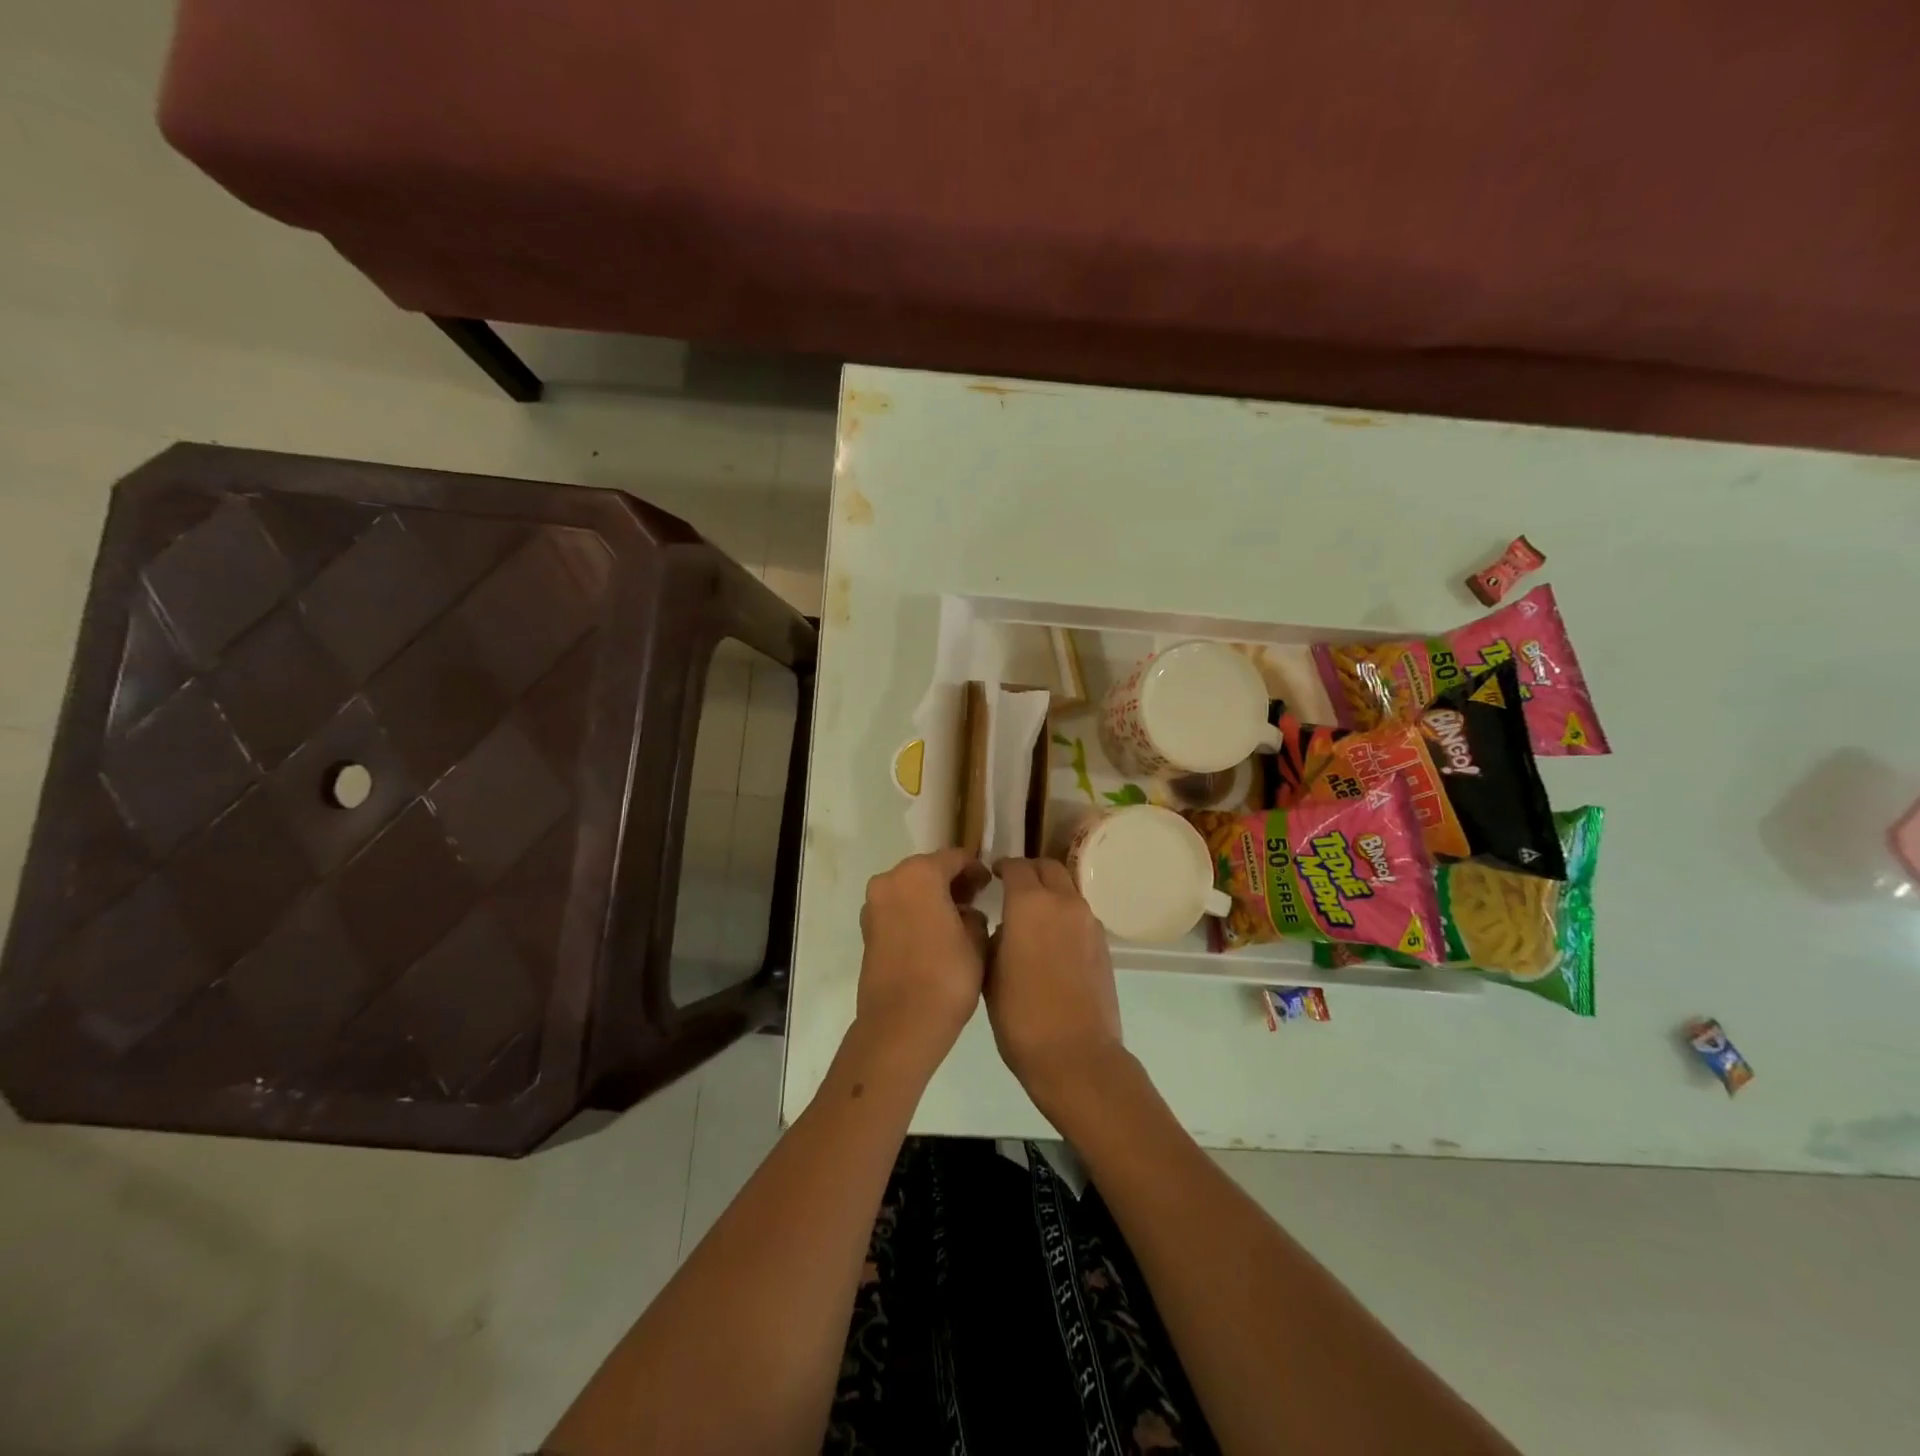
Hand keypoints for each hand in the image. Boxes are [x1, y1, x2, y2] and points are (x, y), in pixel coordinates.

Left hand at [856, 848, 990, 1078]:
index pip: (955, 858)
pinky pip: (897, 909)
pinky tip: (935, 934)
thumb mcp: (976, 941)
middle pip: (928, 869)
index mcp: (919, 874)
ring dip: (932, 897)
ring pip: (910, 889)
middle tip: (976, 900)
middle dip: (952, 881)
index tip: (991, 885)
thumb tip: (966, 912)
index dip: (976, 869)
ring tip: (957, 920)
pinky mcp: (867, 930)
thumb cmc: (946, 977)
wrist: (900, 1025)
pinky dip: (915, 913)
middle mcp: (890, 880)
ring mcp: (874, 905)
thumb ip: (975, 915)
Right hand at [985, 858, 1125, 1116]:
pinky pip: (1079, 916)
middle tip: (1013, 887)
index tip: (992, 875)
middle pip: (1049, 868)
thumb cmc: (1021, 1016)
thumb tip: (1006, 928)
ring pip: (1068, 891)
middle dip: (1030, 871)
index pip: (1017, 867)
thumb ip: (995, 938)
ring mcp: (1089, 923)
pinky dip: (1064, 916)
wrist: (1076, 1056)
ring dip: (1050, 893)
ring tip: (1031, 917)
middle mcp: (1064, 903)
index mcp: (1030, 904)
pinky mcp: (1104, 945)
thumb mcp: (990, 974)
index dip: (1002, 867)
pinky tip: (1051, 942)